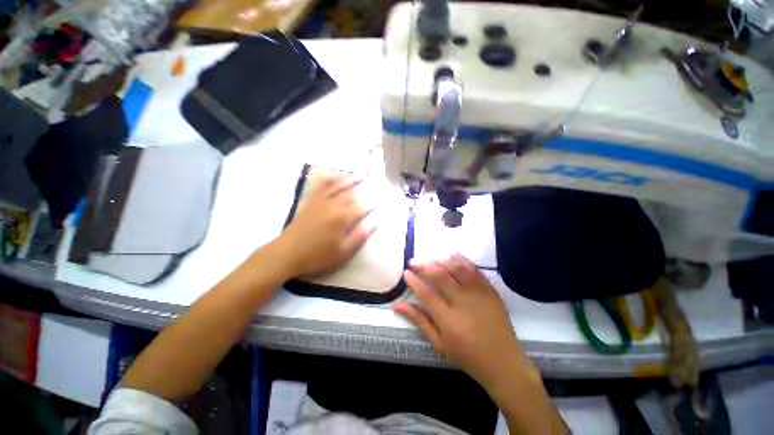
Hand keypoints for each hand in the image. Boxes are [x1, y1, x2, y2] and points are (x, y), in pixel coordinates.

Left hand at [276, 174, 376, 278]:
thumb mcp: (343, 252)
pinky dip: (330, 180)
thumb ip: (360, 236)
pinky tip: (334, 177)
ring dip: (349, 180)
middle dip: (363, 187)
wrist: (286, 254)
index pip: (362, 207)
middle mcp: (333, 205)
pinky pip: (322, 187)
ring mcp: (320, 201)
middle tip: (373, 182)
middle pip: (351, 193)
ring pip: (337, 186)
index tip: (380, 202)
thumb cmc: (317, 256)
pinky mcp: (311, 202)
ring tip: (358, 174)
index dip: (372, 204)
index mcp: (342, 217)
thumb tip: (374, 222)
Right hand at [393, 254, 529, 388]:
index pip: (427, 294)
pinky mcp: (491, 291)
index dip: (414, 281)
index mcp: (449, 320)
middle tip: (413, 261)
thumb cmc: (467, 355)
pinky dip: (463, 260)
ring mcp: (479, 295)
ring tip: (430, 259)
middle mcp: (463, 303)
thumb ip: (419, 321)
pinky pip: (476, 271)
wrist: (503, 362)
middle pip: (441, 277)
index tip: (406, 273)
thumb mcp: (439, 343)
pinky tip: (453, 254)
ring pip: (458, 270)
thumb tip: (397, 305)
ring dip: (441, 261)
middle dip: (424, 266)